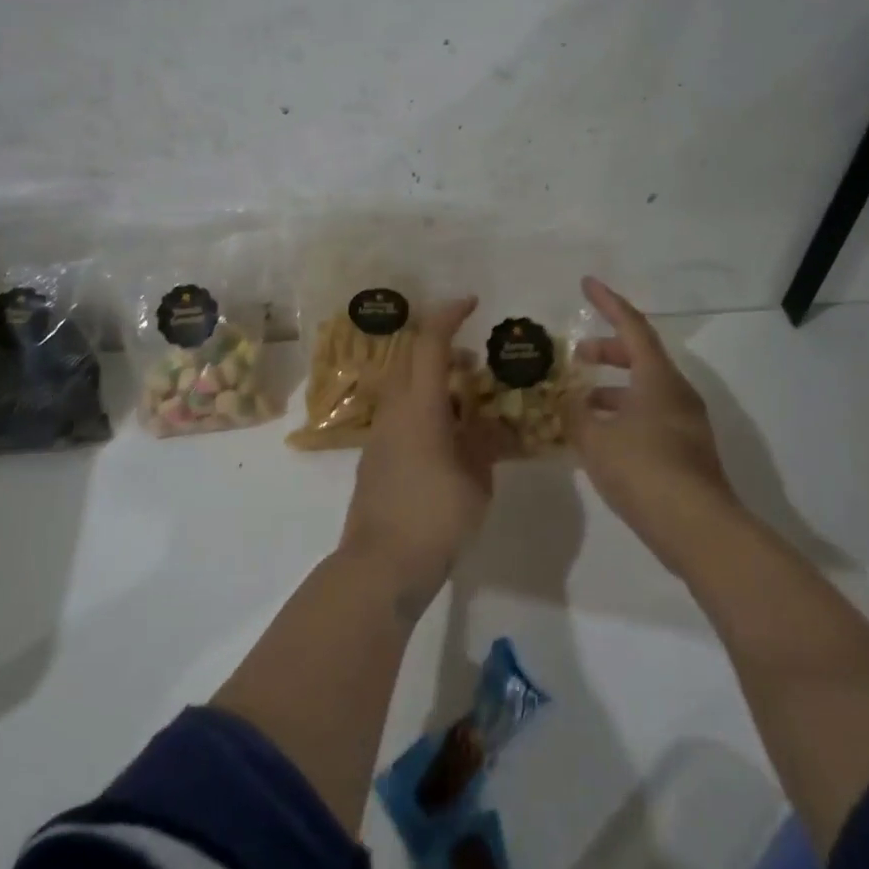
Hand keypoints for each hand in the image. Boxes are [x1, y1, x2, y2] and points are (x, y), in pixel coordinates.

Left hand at [340, 298, 505, 612]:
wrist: (381, 566)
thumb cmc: (434, 518)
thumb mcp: (476, 481)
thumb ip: (485, 444)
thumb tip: (491, 425)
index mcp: (418, 407)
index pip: (429, 344)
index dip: (448, 316)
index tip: (471, 303)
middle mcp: (394, 411)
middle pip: (411, 361)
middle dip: (443, 350)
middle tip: (476, 363)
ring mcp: (381, 435)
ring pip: (405, 389)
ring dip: (434, 382)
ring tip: (469, 402)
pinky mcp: (377, 458)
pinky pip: (402, 415)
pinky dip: (426, 409)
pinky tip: (451, 437)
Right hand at [565, 276, 742, 574]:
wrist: (698, 529)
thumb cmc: (643, 471)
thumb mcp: (596, 439)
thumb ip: (576, 414)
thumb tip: (569, 402)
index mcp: (658, 379)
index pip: (632, 326)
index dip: (608, 303)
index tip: (587, 284)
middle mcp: (676, 393)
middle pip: (640, 356)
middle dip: (607, 349)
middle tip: (576, 354)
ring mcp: (686, 423)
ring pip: (644, 390)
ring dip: (612, 388)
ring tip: (579, 402)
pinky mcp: (687, 451)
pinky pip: (650, 416)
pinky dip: (623, 414)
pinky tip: (600, 438)